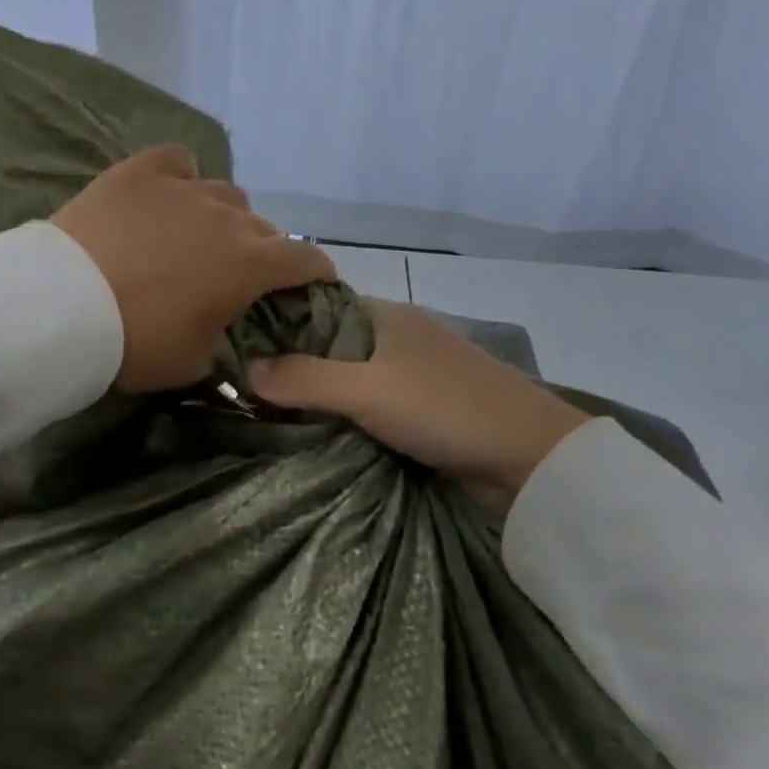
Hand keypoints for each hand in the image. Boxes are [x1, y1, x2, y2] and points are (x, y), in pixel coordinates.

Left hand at [52, 144, 335, 393]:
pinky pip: (178, 161)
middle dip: (261, 250)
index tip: (315, 280)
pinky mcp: (140, 172)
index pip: (305, 258)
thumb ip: (224, 345)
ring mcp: (184, 188)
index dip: (317, 270)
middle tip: (235, 273)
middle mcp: (227, 218)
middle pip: (262, 227)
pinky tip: (168, 194)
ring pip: (225, 194)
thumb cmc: (134, 342)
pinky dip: (182, 177)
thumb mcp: (192, 364)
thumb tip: (228, 336)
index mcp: (249, 265)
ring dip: (224, 217)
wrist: (61, 307)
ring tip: (198, 235)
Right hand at [249, 298, 591, 517]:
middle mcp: (397, 337)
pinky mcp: (426, 410)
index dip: (279, 326)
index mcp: (385, 316)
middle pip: (331, 346)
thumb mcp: (367, 391)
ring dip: (321, 397)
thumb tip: (245, 370)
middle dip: (295, 367)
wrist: (531, 459)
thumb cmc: (445, 408)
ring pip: (351, 379)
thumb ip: (305, 379)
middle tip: (246, 392)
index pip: (317, 308)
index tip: (238, 350)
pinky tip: (319, 434)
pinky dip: (347, 417)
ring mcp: (415, 374)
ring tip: (271, 416)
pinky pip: (372, 406)